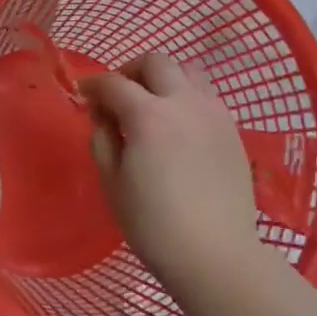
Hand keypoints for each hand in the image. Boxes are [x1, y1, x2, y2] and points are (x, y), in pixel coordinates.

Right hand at [81, 53, 261, 298]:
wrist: (215, 253)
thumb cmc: (154, 225)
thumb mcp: (113, 183)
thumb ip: (103, 139)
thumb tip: (103, 115)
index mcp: (149, 115)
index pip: (115, 83)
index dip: (95, 84)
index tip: (85, 93)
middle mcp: (184, 102)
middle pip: (156, 62)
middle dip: (131, 70)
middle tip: (120, 95)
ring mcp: (214, 112)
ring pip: (188, 70)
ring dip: (165, 78)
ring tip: (154, 105)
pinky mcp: (232, 128)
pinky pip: (206, 95)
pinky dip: (187, 97)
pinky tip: (180, 126)